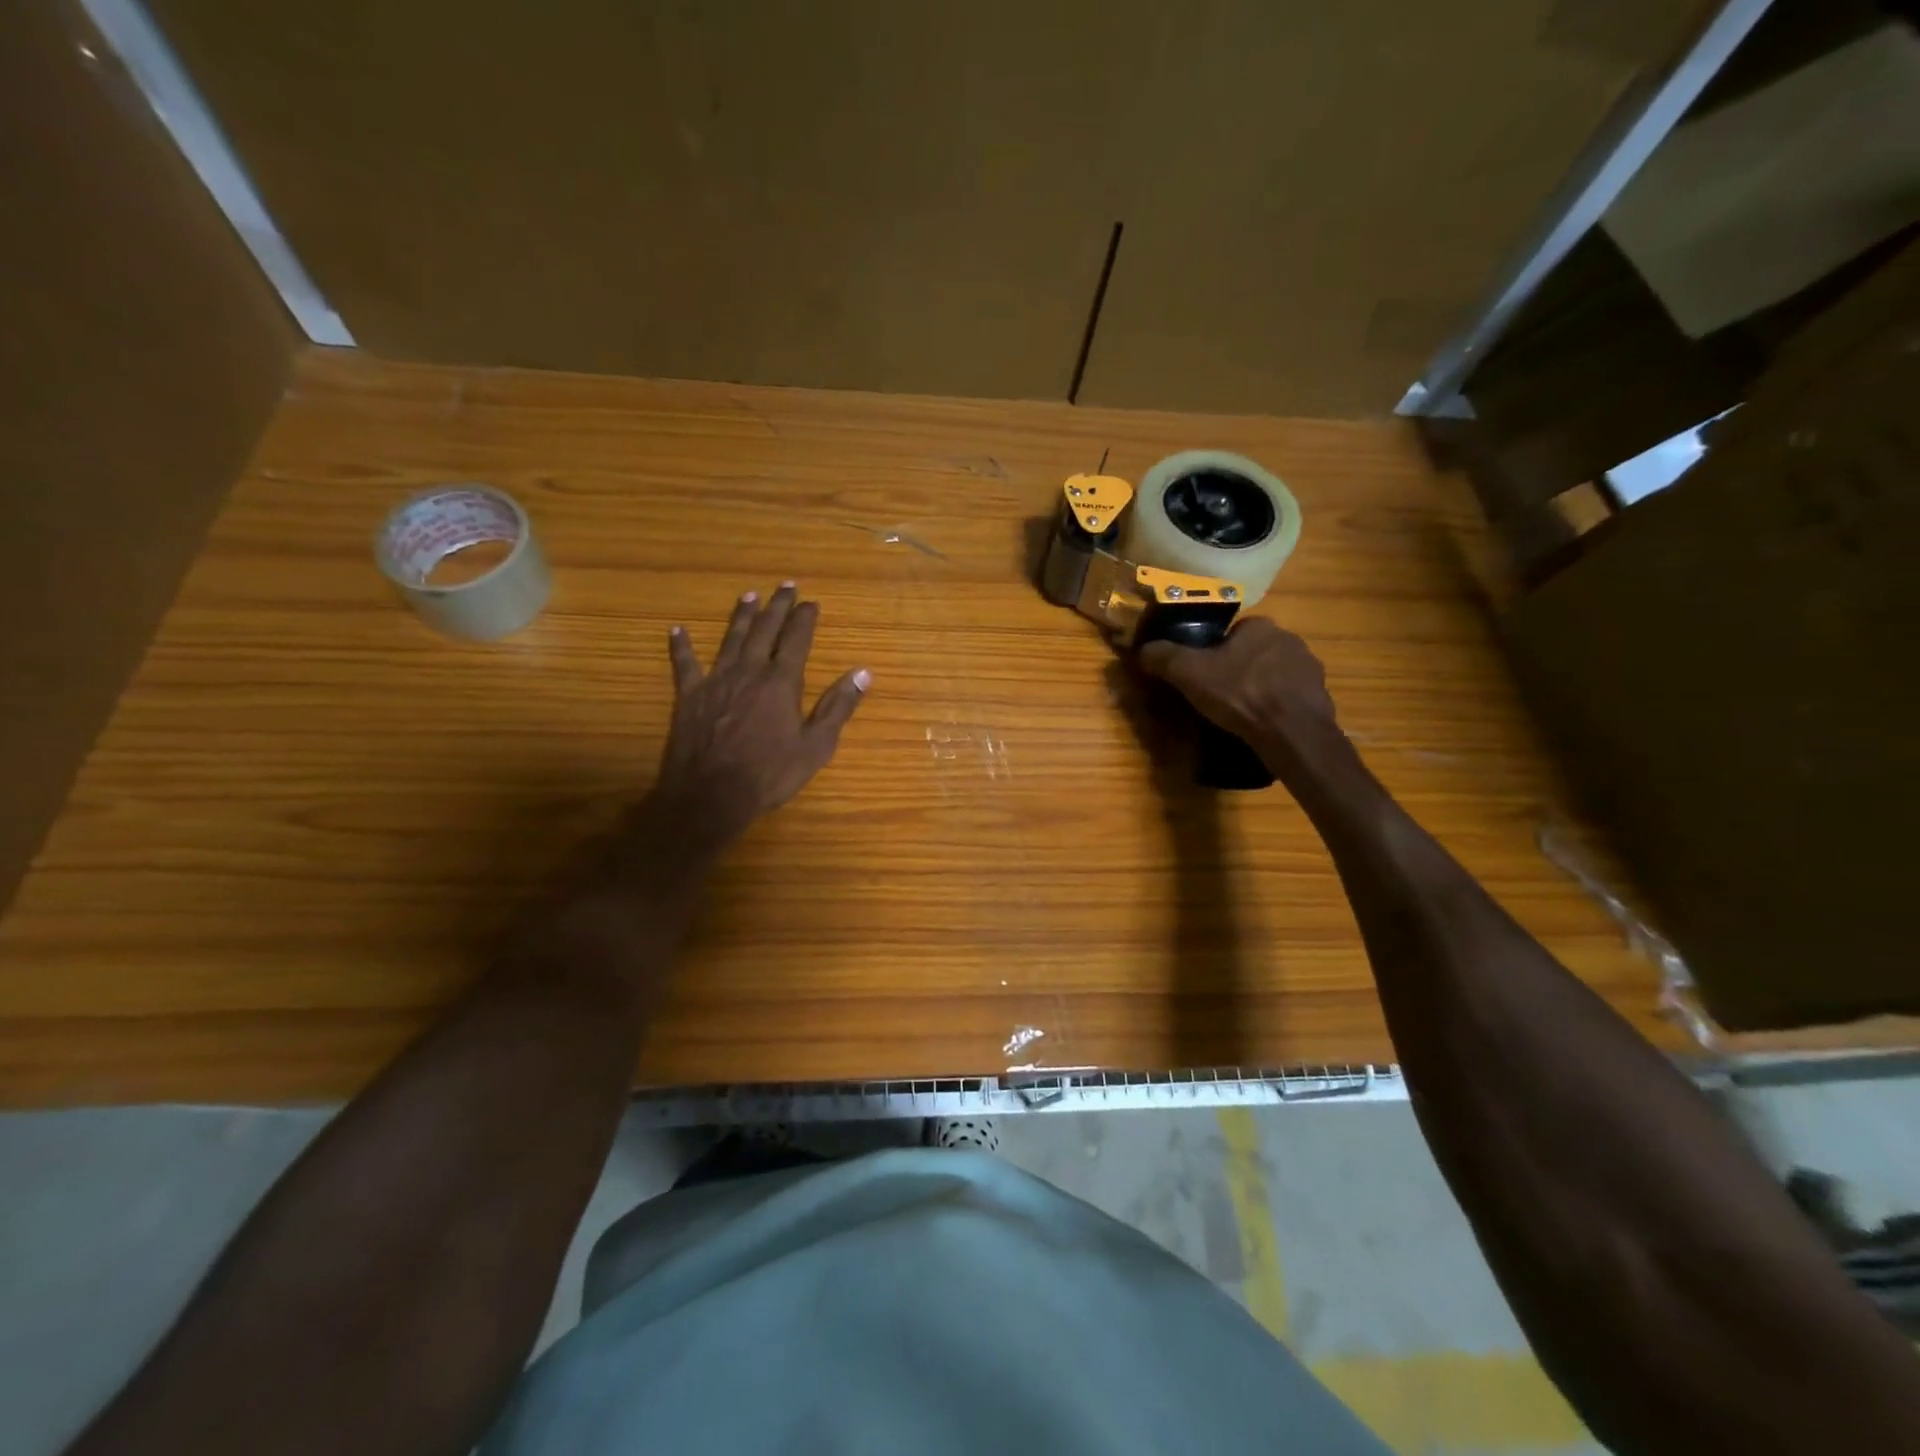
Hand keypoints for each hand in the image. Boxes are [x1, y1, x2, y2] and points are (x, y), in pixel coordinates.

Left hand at [653, 583, 869, 846]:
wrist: (711, 794)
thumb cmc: (769, 774)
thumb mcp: (816, 746)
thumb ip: (838, 707)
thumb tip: (864, 673)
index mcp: (782, 682)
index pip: (797, 640)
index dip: (805, 618)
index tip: (812, 602)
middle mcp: (749, 671)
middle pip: (765, 630)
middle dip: (777, 606)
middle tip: (785, 586)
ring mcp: (716, 681)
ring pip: (730, 639)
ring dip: (740, 616)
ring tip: (748, 595)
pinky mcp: (689, 696)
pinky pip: (684, 664)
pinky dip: (681, 647)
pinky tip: (676, 631)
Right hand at [1138, 617, 1341, 775]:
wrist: (1291, 731)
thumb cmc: (1239, 693)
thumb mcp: (1189, 673)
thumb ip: (1164, 657)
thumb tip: (1142, 649)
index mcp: (1260, 627)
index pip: (1233, 633)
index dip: (1215, 652)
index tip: (1204, 674)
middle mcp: (1290, 639)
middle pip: (1254, 653)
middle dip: (1239, 669)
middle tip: (1220, 695)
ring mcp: (1310, 669)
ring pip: (1275, 675)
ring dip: (1260, 688)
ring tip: (1241, 715)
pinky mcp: (1320, 697)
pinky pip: (1291, 698)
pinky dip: (1277, 708)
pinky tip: (1263, 726)